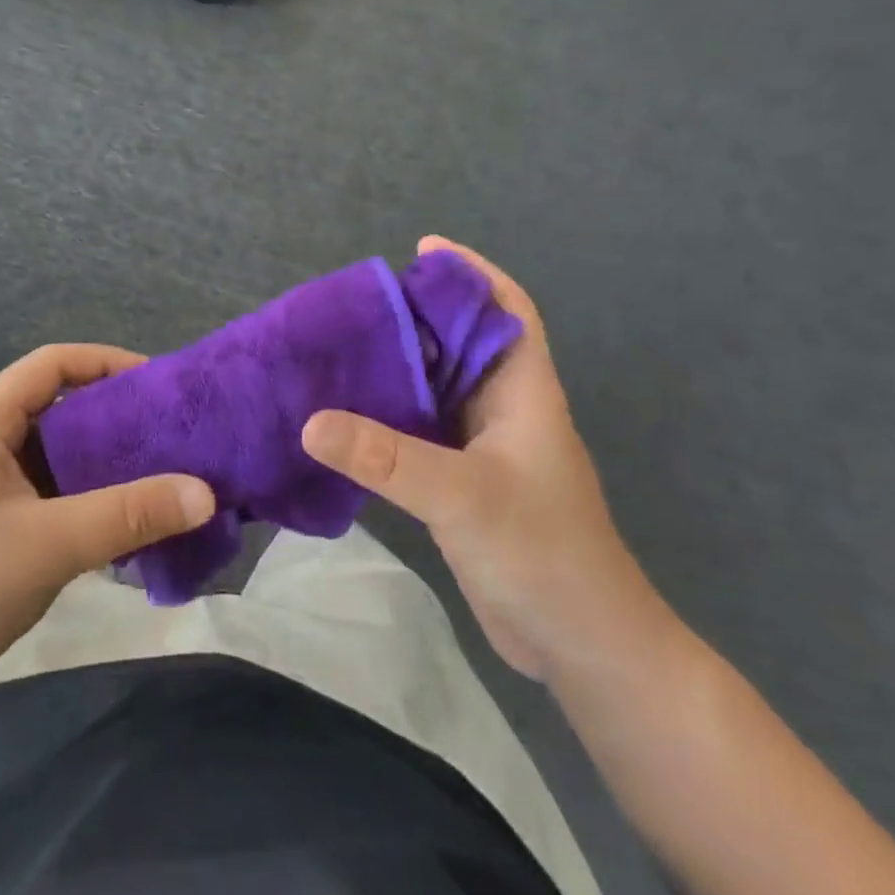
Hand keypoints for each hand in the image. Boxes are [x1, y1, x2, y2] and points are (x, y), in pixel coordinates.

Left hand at [0, 344, 215, 723]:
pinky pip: (36, 493)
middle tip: (167, 437)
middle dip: (111, 417)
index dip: (107, 362)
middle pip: (53, 407)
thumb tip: (205, 492)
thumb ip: (129, 515)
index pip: (52, 363)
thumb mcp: (49, 545)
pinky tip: (111, 527)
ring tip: (152, 479)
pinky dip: (75, 499)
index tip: (158, 384)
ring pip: (46, 455)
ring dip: (96, 464)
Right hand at [302, 237, 669, 681]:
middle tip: (358, 302)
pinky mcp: (463, 483)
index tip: (422, 249)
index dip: (472, 272)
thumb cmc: (543, 553)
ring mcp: (485, 448)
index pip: (507, 310)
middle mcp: (504, 410)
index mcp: (523, 392)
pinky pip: (422, 431)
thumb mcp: (463, 496)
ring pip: (438, 387)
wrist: (583, 646)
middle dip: (419, 315)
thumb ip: (387, 458)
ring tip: (343, 346)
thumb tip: (311, 420)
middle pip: (462, 342)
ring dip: (400, 365)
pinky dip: (390, 415)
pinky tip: (349, 416)